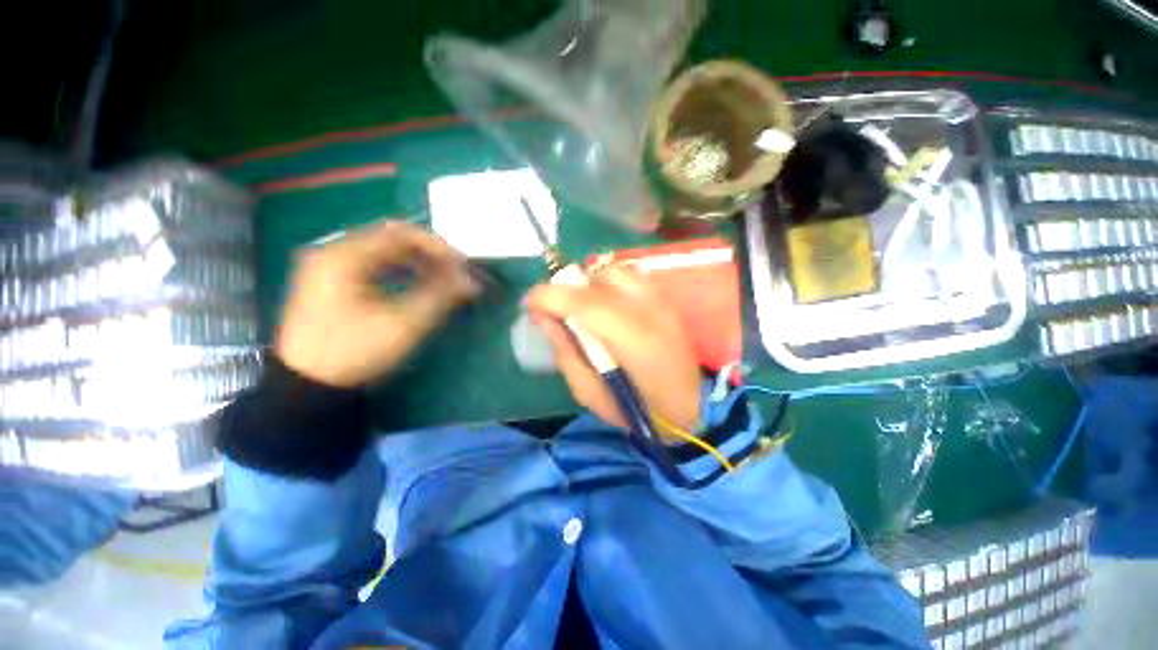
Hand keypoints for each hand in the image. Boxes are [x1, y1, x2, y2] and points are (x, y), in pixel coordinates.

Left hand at [275, 221, 479, 386]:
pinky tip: (418, 284)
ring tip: (444, 279)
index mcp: (343, 256)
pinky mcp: (331, 282)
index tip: (463, 265)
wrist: (306, 387)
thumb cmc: (353, 352)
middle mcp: (333, 252)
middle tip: (456, 272)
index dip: (438, 246)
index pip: (400, 233)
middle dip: (430, 254)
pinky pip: (374, 265)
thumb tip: (471, 281)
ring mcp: (329, 267)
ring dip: (418, 262)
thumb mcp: (403, 325)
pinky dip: (401, 271)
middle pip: (392, 239)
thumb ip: (440, 296)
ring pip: (383, 252)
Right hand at [527, 266, 701, 435]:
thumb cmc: (635, 408)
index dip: (549, 296)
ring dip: (589, 284)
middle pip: (598, 278)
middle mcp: (649, 311)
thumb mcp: (588, 393)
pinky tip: (607, 305)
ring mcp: (661, 301)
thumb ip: (564, 351)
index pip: (583, 302)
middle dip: (567, 288)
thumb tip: (543, 317)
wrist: (689, 407)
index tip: (530, 304)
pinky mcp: (666, 300)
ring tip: (582, 306)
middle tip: (556, 309)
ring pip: (614, 270)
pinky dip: (609, 284)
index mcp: (631, 340)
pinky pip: (629, 276)